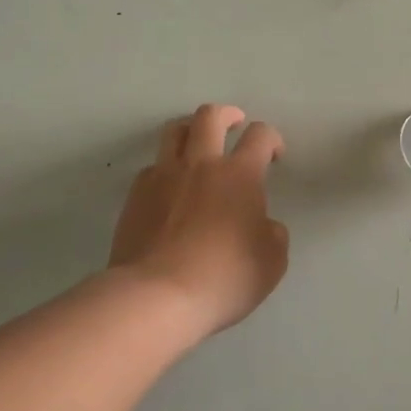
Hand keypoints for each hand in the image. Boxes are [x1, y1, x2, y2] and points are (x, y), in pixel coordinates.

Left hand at [110, 105, 288, 340]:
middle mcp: (201, 164)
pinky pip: (152, 166)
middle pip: (210, 116)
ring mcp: (163, 175)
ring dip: (191, 130)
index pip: (260, 135)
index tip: (274, 154)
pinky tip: (170, 187)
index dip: (272, 139)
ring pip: (174, 131)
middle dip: (227, 114)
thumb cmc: (223, 278)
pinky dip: (165, 168)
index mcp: (240, 175)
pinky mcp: (135, 194)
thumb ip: (273, 234)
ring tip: (198, 144)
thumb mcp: (271, 262)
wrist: (157, 296)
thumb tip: (262, 224)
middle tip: (234, 124)